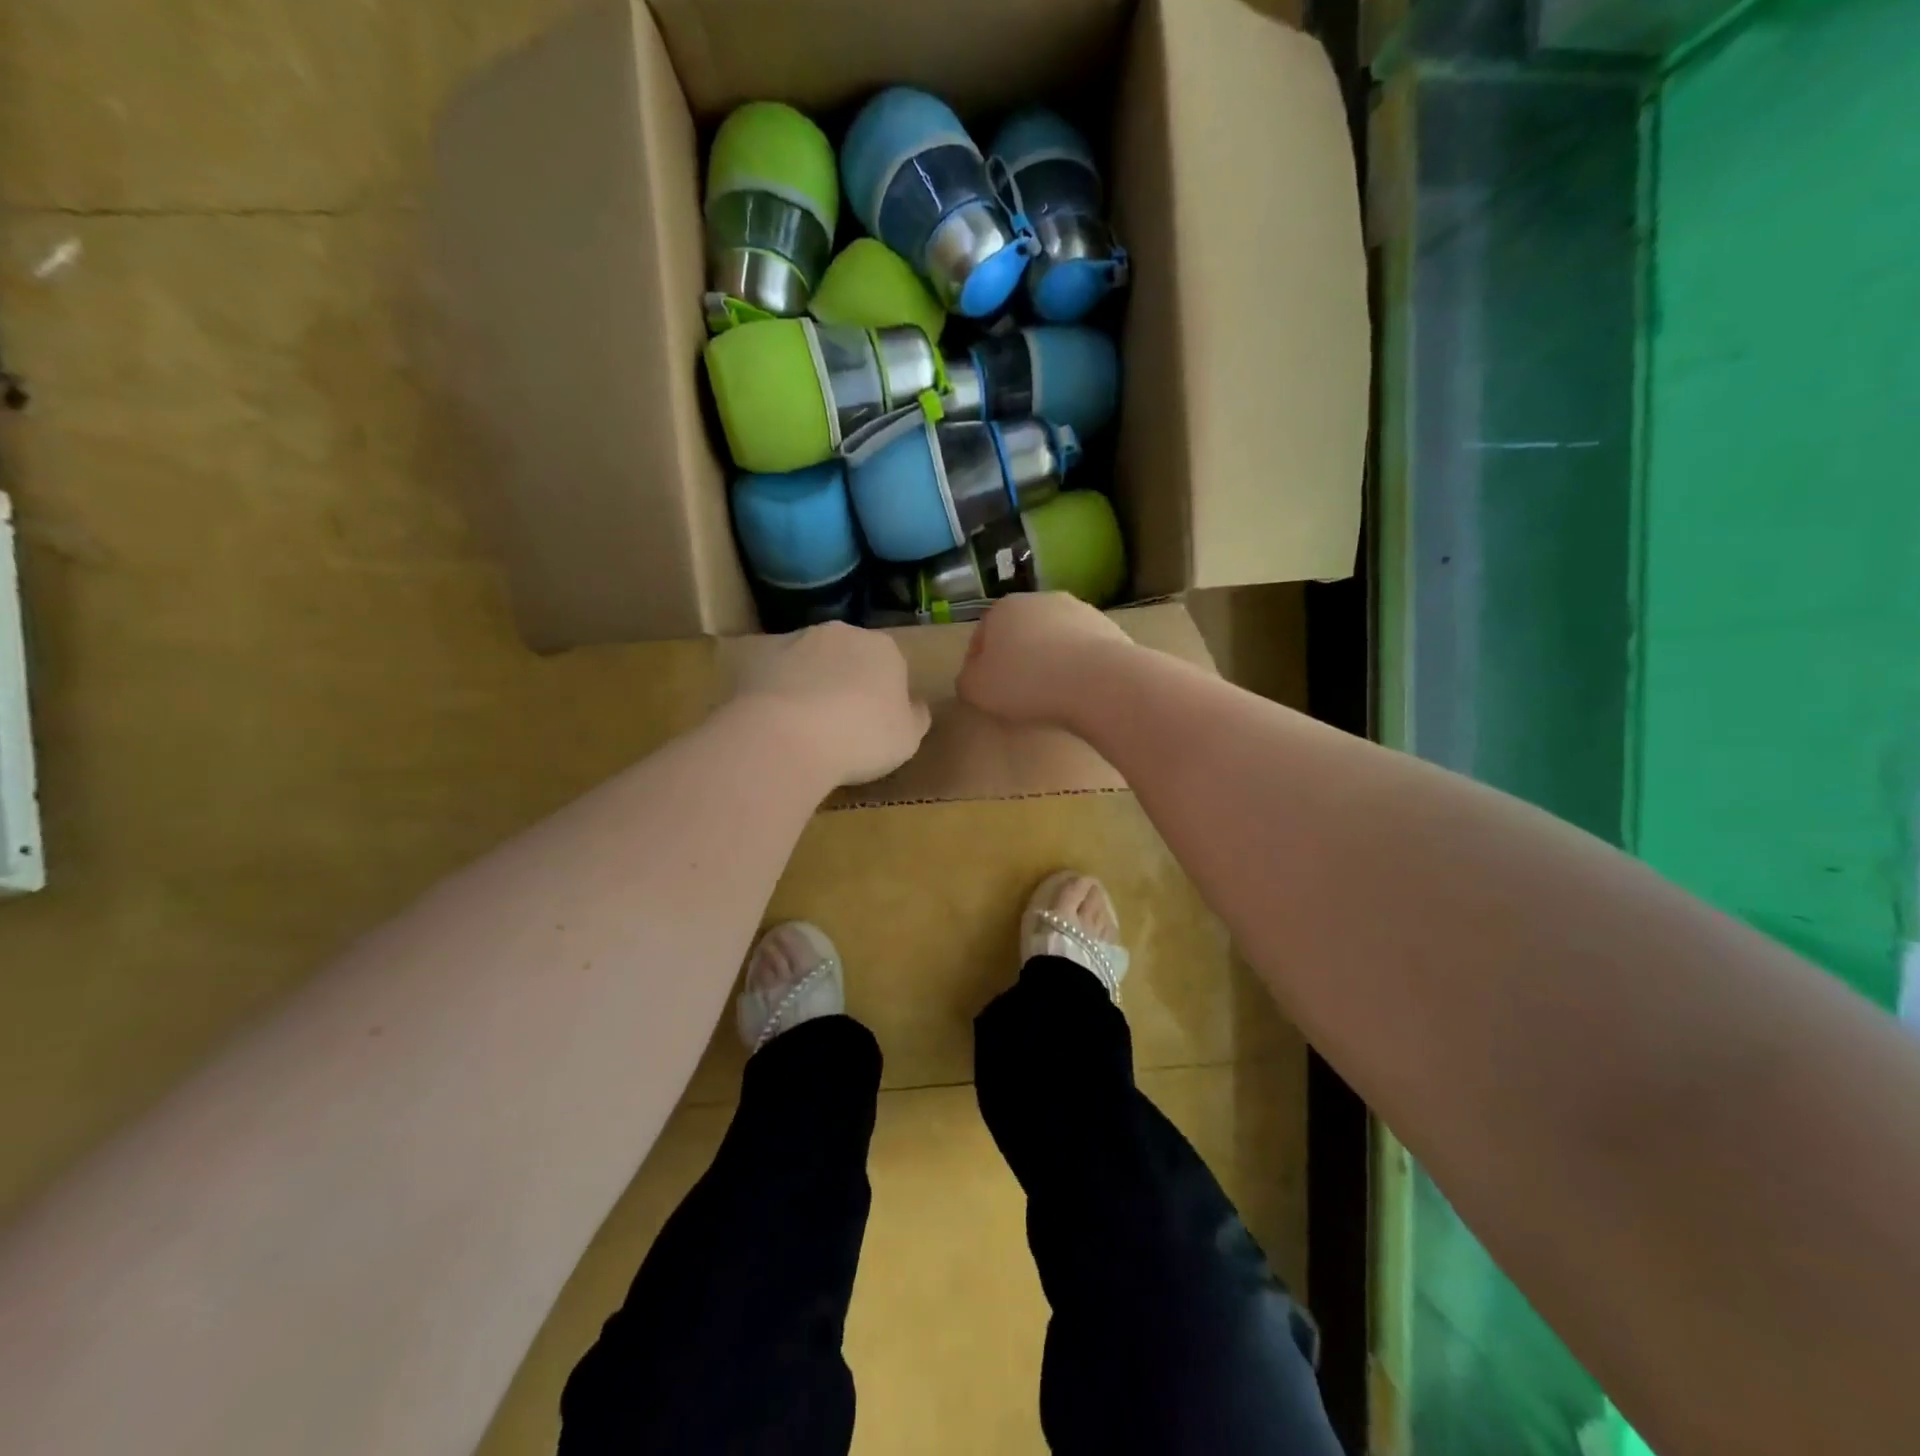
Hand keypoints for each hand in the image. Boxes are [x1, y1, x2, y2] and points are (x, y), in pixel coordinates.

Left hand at [732, 621, 931, 786]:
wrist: (787, 736)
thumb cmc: (861, 738)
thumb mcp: (908, 739)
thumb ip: (916, 717)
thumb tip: (917, 706)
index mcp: (884, 648)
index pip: (892, 665)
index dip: (885, 695)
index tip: (876, 725)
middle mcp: (841, 632)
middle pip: (848, 656)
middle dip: (846, 682)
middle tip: (840, 725)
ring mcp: (795, 640)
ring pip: (809, 661)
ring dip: (809, 683)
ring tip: (802, 726)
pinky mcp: (757, 656)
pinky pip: (773, 673)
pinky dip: (774, 690)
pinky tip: (772, 721)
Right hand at [957, 593, 1134, 728]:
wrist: (1099, 681)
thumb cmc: (1026, 683)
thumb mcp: (977, 689)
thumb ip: (967, 680)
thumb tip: (974, 676)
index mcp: (1003, 608)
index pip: (982, 635)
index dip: (980, 664)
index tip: (986, 689)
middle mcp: (1041, 600)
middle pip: (1020, 633)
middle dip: (1018, 658)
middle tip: (1019, 693)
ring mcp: (1079, 610)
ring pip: (1054, 639)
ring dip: (1050, 660)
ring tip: (1052, 694)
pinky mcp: (1109, 627)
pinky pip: (1082, 650)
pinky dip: (1078, 666)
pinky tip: (1079, 690)